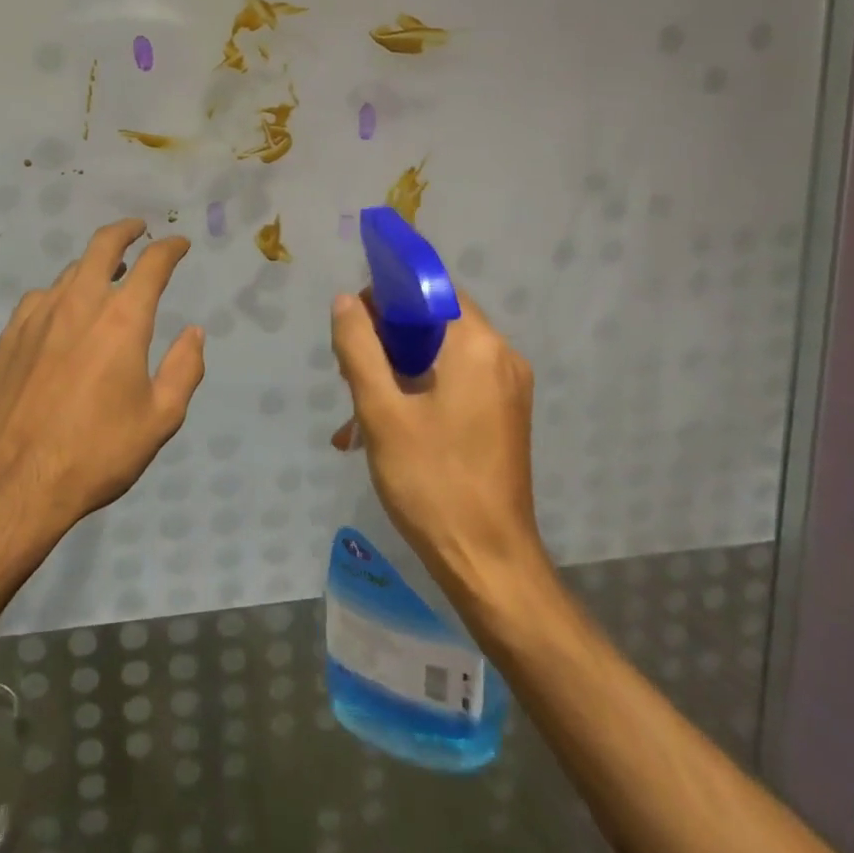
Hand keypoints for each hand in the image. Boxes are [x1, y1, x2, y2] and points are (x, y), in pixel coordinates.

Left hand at [0, 220, 205, 542]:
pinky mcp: (10, 336)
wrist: (13, 482)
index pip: (153, 264)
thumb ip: (184, 369)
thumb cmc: (96, 453)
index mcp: (122, 320)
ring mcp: (39, 316)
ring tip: (106, 273)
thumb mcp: (160, 419)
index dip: (170, 248)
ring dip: (94, 264)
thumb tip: (194, 333)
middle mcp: (80, 304)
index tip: (180, 245)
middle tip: (139, 229)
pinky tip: (62, 310)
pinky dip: (61, 293)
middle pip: (103, 245)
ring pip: (70, 270)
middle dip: (126, 230)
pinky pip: (40, 297)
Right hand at [329, 288, 549, 596]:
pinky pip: (456, 382)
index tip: (354, 321)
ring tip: (358, 406)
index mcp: (477, 345)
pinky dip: (420, 390)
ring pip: (442, 354)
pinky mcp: (505, 415)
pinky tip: (383, 427)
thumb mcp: (381, 412)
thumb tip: (346, 301)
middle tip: (350, 370)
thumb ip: (359, 348)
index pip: (431, 289)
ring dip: (398, 369)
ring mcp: (508, 388)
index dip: (388, 294)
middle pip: (436, 321)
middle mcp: (501, 356)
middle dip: (388, 338)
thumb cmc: (432, 482)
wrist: (489, 563)